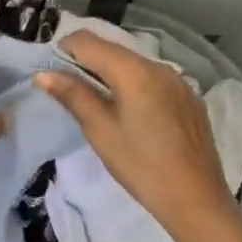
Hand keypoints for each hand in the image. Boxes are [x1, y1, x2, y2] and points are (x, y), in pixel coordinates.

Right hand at [35, 33, 233, 234]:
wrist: (197, 200)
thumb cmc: (142, 166)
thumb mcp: (100, 131)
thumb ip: (73, 95)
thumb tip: (43, 74)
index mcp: (134, 70)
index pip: (88, 41)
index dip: (64, 50)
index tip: (53, 75)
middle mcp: (158, 66)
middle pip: (111, 49)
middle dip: (86, 62)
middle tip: (69, 92)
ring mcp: (178, 81)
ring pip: (132, 63)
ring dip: (110, 74)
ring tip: (99, 105)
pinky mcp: (188, 97)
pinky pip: (152, 79)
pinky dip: (133, 85)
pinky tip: (132, 115)